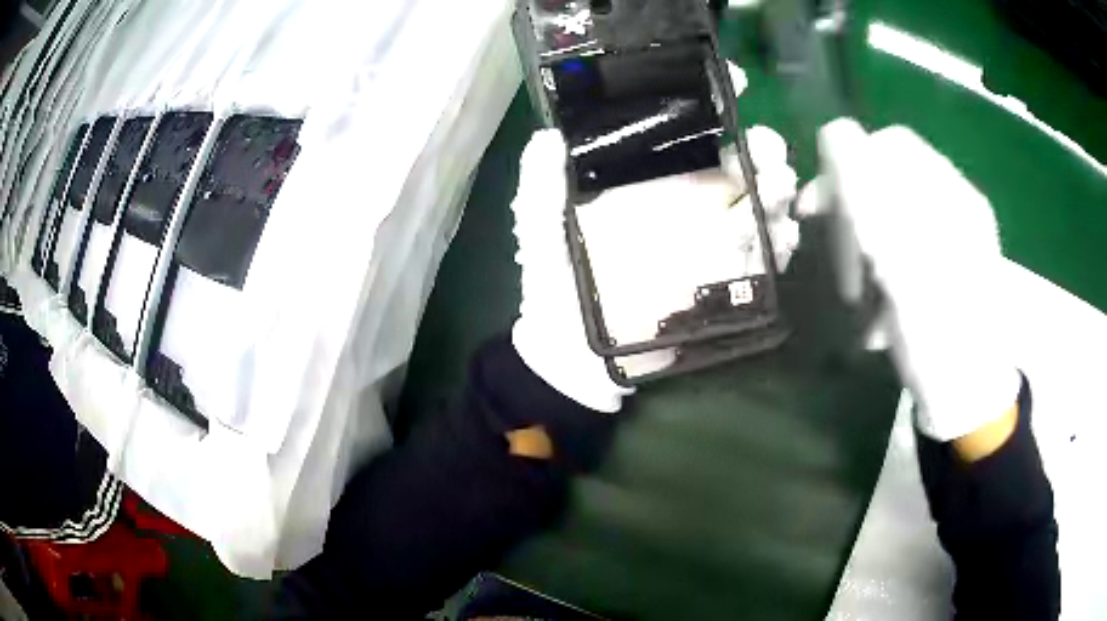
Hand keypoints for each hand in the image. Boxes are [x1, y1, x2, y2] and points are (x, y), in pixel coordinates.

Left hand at [510, 124, 800, 411]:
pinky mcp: (724, 280)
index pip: (687, 134)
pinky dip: (780, 243)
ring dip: (778, 192)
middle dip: (762, 149)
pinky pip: (763, 256)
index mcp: (648, 181)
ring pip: (760, 205)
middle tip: (765, 151)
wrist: (574, 352)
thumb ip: (543, 188)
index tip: (736, 83)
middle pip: (738, 164)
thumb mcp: (542, 230)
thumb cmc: (556, 284)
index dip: (715, 105)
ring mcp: (711, 239)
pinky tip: (780, 236)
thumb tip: (545, 137)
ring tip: (776, 190)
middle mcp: (686, 201)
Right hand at [816, 119, 1020, 441]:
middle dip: (855, 216)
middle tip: (835, 258)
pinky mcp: (952, 268)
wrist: (971, 398)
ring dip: (869, 254)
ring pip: (897, 220)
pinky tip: (881, 312)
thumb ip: (869, 191)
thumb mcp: (900, 259)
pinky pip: (909, 252)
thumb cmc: (938, 335)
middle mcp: (956, 205)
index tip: (818, 207)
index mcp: (949, 195)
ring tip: (860, 300)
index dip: (848, 165)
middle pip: (892, 181)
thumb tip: (837, 132)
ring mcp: (957, 238)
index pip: (890, 145)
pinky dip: (888, 277)